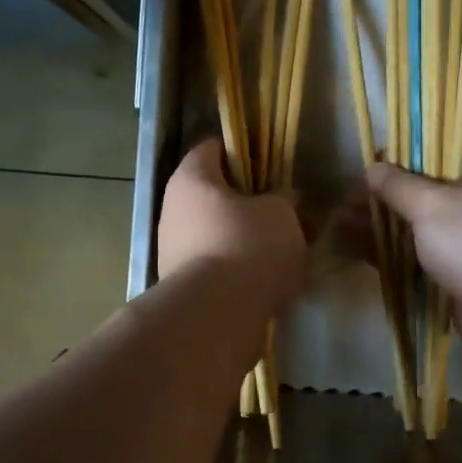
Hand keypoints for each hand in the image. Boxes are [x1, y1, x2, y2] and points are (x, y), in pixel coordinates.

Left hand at [158, 140, 306, 310]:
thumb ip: (284, 199)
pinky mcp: (184, 284)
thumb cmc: (247, 245)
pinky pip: (219, 264)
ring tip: (287, 251)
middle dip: (252, 203)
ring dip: (250, 239)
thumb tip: (282, 199)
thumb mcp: (281, 213)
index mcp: (191, 178)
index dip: (244, 151)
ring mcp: (174, 249)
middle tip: (286, 212)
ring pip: (220, 232)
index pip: (213, 148)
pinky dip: (241, 268)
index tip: (272, 166)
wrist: (217, 315)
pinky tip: (271, 280)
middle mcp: (174, 209)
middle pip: (216, 195)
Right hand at [367, 151, 461, 345]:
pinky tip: (358, 249)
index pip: (444, 155)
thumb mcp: (431, 203)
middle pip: (427, 194)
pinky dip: (392, 254)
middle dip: (385, 197)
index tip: (373, 165)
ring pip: (420, 229)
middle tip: (348, 200)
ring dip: (383, 226)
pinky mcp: (461, 276)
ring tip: (342, 223)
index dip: (406, 158)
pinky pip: (420, 258)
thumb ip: (399, 185)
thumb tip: (373, 166)